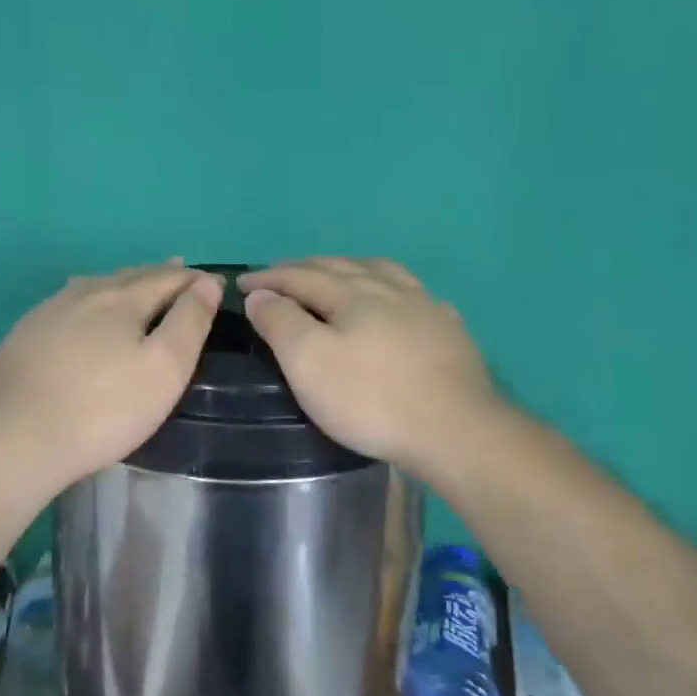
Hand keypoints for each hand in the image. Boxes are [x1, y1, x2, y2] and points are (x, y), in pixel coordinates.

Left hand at [0, 260, 223, 496]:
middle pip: (131, 276)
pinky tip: (83, 305)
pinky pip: (68, 302)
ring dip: (124, 282)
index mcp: (123, 299)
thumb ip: (189, 322)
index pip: (168, 279)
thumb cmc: (104, 409)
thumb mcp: (164, 369)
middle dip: (160, 274)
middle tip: (181, 271)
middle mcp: (85, 294)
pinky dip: (91, 298)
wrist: (15, 439)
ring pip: (96, 285)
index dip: (195, 279)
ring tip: (137, 281)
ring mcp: (49, 312)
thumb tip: (208, 283)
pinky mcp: (24, 335)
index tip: (216, 282)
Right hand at [239, 258, 498, 472]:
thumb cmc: (371, 398)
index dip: (267, 278)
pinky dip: (390, 288)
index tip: (241, 282)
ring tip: (335, 273)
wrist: (455, 429)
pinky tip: (396, 300)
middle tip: (279, 275)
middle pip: (339, 267)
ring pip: (379, 271)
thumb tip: (261, 293)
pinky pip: (413, 293)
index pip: (299, 276)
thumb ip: (281, 322)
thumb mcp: (309, 362)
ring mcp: (424, 306)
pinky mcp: (448, 329)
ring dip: (348, 268)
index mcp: (350, 293)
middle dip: (303, 268)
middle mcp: (388, 288)